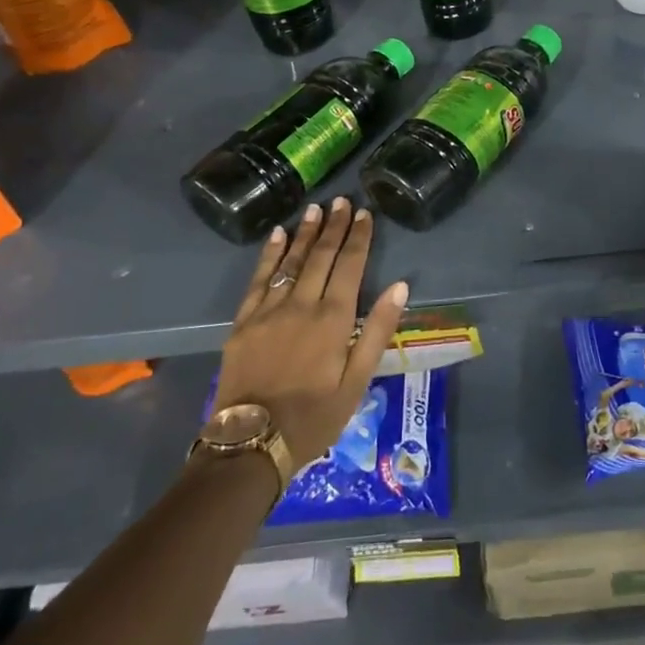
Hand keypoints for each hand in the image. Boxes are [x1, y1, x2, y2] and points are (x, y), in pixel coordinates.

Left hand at [214, 198, 407, 467]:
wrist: (250, 444)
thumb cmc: (314, 417)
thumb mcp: (357, 382)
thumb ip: (377, 331)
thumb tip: (400, 287)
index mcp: (333, 319)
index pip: (350, 266)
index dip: (359, 238)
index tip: (365, 214)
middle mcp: (302, 305)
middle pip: (321, 256)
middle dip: (334, 227)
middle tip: (342, 201)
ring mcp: (269, 311)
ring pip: (290, 262)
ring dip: (304, 233)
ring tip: (315, 209)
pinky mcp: (244, 322)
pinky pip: (259, 279)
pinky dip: (269, 255)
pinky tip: (276, 235)